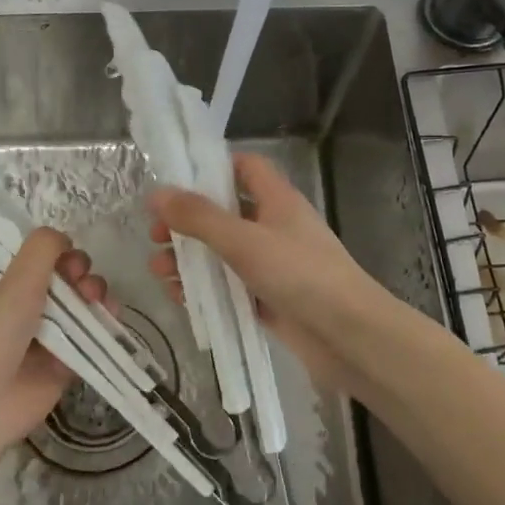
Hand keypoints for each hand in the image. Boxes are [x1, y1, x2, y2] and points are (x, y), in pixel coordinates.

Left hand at [0, 227, 107, 451]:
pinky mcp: (65, 361)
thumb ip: (42, 249)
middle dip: (80, 271)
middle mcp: (26, 305)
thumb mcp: (15, 281)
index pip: (38, 256)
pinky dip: (103, 323)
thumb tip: (64, 237)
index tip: (66, 255)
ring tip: (96, 299)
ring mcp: (47, 333)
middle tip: (80, 280)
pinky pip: (91, 335)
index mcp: (6, 283)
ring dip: (95, 293)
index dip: (58, 251)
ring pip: (81, 303)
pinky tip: (110, 316)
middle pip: (64, 276)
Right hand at [147, 152, 391, 397]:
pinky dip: (206, 289)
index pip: (244, 167)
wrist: (350, 337)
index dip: (211, 168)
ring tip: (158, 272)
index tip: (174, 180)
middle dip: (188, 222)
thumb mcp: (244, 240)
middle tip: (155, 235)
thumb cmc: (300, 274)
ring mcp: (274, 264)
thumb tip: (157, 194)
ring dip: (191, 259)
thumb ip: (199, 218)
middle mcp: (275, 226)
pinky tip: (180, 298)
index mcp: (277, 199)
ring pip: (224, 253)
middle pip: (225, 212)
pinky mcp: (270, 298)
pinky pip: (231, 287)